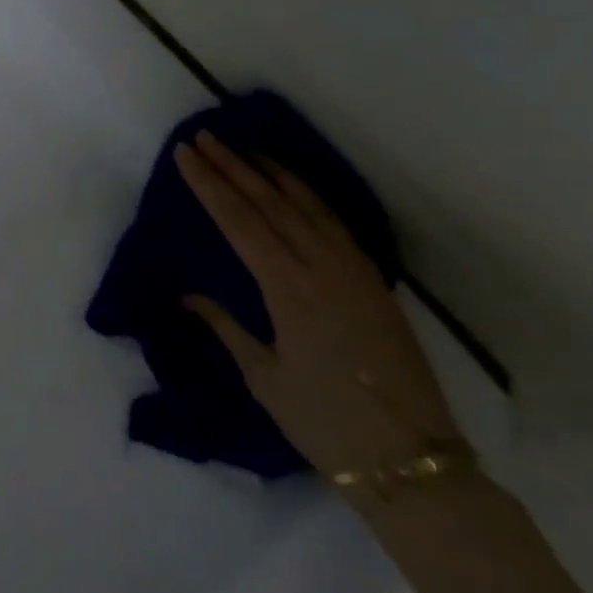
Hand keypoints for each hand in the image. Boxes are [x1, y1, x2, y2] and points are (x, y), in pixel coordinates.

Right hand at [173, 132, 458, 477]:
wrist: (407, 455)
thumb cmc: (322, 420)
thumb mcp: (262, 376)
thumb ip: (226, 326)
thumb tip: (191, 294)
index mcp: (288, 288)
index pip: (239, 221)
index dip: (209, 185)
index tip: (185, 155)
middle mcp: (321, 266)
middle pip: (270, 202)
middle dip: (233, 166)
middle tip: (205, 137)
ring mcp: (353, 269)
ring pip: (307, 204)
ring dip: (272, 172)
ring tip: (245, 148)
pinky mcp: (373, 279)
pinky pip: (335, 222)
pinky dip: (310, 195)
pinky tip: (294, 186)